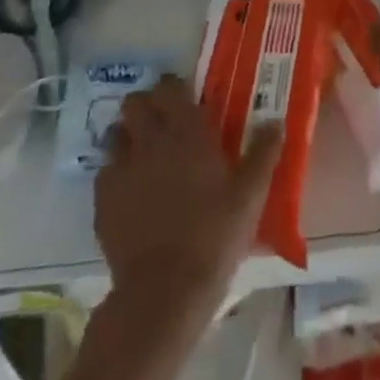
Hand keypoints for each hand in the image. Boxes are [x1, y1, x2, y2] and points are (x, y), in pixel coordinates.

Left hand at [96, 76, 279, 315]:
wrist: (165, 292)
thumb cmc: (214, 237)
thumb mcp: (250, 196)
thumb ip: (263, 154)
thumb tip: (276, 122)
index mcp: (187, 131)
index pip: (169, 87)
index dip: (173, 90)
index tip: (184, 101)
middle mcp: (151, 139)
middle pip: (135, 102)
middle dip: (145, 107)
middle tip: (161, 125)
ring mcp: (122, 168)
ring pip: (115, 133)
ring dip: (127, 138)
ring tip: (142, 157)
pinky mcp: (103, 199)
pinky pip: (105, 172)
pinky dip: (115, 175)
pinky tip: (130, 194)